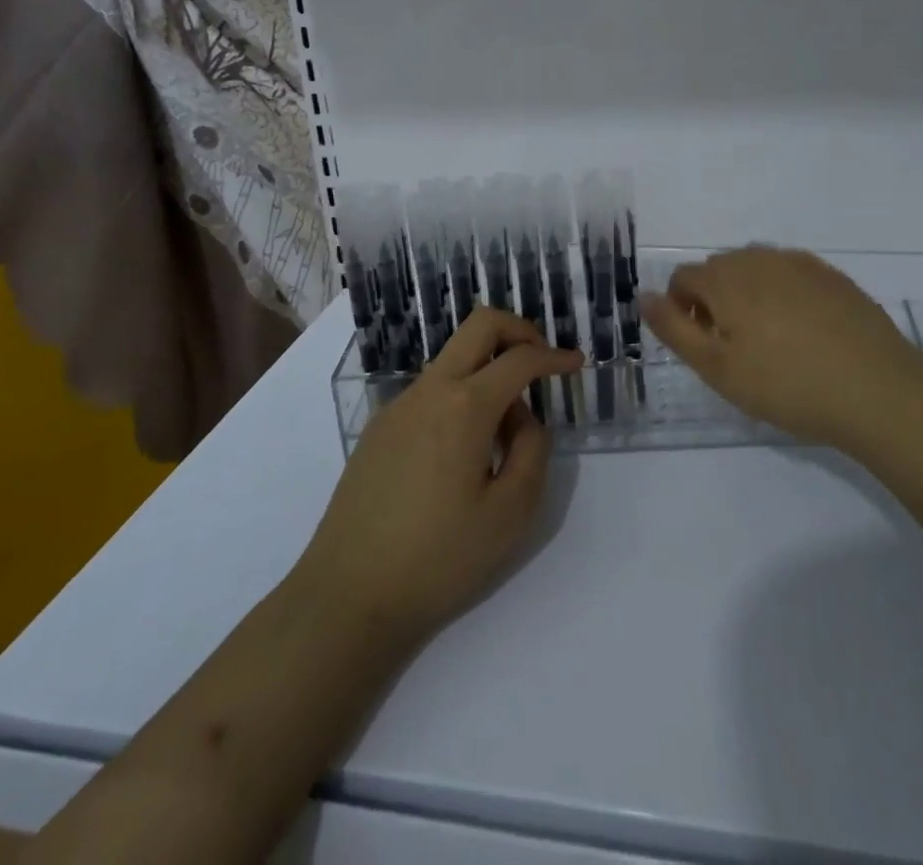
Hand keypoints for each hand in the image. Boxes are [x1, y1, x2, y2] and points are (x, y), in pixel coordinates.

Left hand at [296, 309, 581, 644]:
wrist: (346, 596)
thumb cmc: (437, 559)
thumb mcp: (510, 513)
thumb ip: (532, 450)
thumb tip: (523, 417)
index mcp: (464, 406)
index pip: (520, 359)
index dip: (554, 357)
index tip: (575, 364)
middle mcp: (429, 390)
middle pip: (480, 325)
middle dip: (519, 331)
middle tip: (542, 362)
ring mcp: (398, 406)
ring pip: (454, 359)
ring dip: (488, 370)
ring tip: (503, 436)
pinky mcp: (379, 429)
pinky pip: (431, 391)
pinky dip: (460, 397)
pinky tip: (463, 455)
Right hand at [641, 246, 922, 449]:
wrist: (876, 388)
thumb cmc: (786, 384)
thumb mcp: (717, 368)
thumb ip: (673, 328)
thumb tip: (644, 297)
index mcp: (725, 278)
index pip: (682, 278)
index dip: (683, 311)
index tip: (705, 348)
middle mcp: (758, 258)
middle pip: (718, 270)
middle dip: (715, 301)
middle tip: (736, 350)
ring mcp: (799, 263)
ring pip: (755, 270)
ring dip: (748, 295)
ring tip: (771, 341)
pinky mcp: (832, 275)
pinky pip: (790, 275)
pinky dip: (783, 295)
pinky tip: (805, 332)